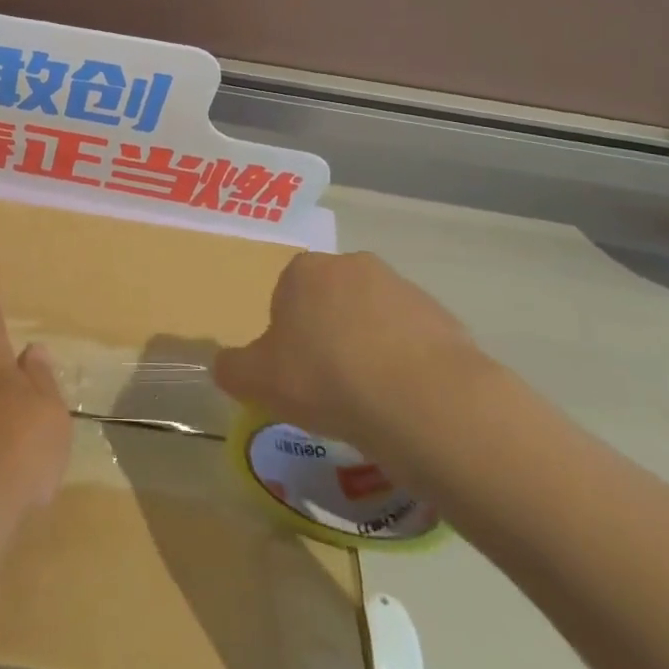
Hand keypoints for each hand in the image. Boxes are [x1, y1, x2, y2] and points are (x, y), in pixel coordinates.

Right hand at [212, 253, 486, 453]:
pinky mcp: (444, 318)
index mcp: (303, 270)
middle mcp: (352, 265)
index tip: (295, 372)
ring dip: (369, 350)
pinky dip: (406, 366)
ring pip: (373, 321)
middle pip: (331, 302)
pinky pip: (412, 342)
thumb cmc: (325, 379)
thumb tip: (224, 366)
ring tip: (371, 401)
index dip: (287, 335)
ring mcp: (403, 288)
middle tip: (329, 386)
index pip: (285, 295)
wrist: (423, 401)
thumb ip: (232, 369)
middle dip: (329, 336)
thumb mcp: (257, 381)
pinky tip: (405, 402)